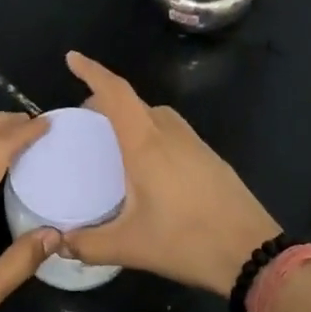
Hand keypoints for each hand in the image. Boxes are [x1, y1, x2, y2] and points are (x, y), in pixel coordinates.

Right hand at [62, 52, 279, 294]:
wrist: (253, 253)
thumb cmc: (187, 241)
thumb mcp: (130, 247)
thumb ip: (87, 244)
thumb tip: (57, 243)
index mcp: (146, 143)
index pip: (115, 93)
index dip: (92, 71)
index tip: (72, 58)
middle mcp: (170, 133)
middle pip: (134, 102)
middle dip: (106, 101)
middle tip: (85, 120)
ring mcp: (194, 143)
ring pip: (156, 116)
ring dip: (132, 117)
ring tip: (113, 142)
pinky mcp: (210, 158)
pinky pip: (172, 132)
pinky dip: (151, 133)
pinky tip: (148, 166)